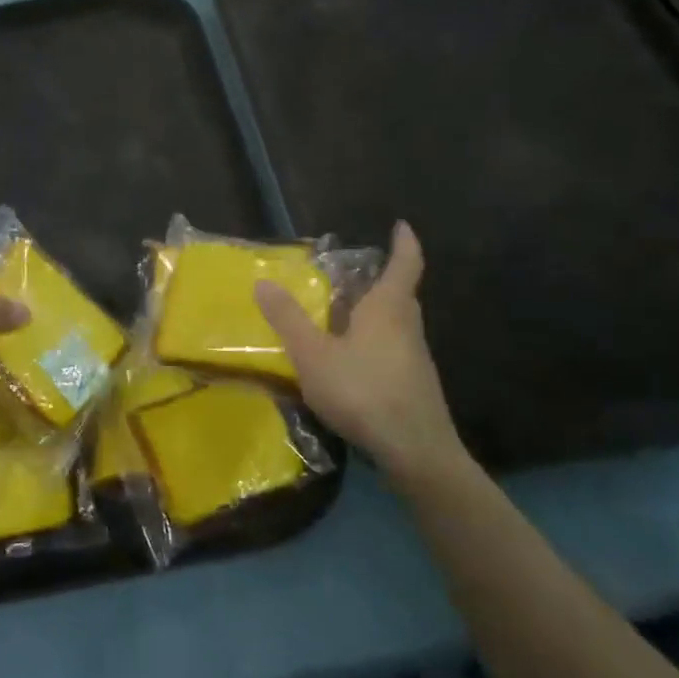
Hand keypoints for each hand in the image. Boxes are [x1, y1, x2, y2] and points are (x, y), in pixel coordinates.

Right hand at [255, 222, 467, 484]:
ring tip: (343, 314)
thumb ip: (288, 319)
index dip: (404, 243)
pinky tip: (352, 361)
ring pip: (397, 324)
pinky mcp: (414, 384)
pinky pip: (393, 349)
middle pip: (400, 294)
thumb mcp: (313, 354)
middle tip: (354, 273)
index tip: (402, 225)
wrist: (415, 451)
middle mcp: (408, 326)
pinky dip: (375, 342)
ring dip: (376, 313)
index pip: (405, 264)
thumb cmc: (364, 391)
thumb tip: (263, 281)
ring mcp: (415, 358)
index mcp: (388, 308)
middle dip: (382, 279)